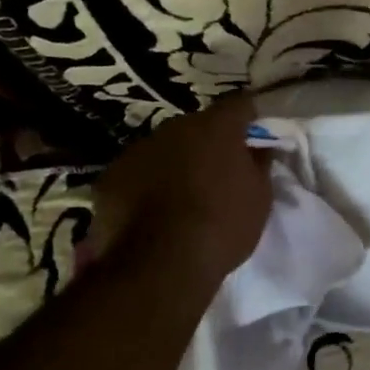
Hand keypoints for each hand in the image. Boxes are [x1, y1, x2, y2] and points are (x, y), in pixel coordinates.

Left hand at [90, 94, 273, 283]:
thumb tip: (259, 147)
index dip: (249, 119)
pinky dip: (147, 185)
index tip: (255, 138)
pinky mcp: (110, 176)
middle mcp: (174, 127)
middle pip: (198, 126)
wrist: (160, 264)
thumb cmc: (222, 226)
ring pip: (164, 148)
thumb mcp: (259, 198)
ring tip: (183, 197)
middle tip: (219, 173)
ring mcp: (138, 150)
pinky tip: (153, 213)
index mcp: (215, 127)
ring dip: (176, 163)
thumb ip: (259, 164)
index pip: (239, 105)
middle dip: (209, 144)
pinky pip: (137, 173)